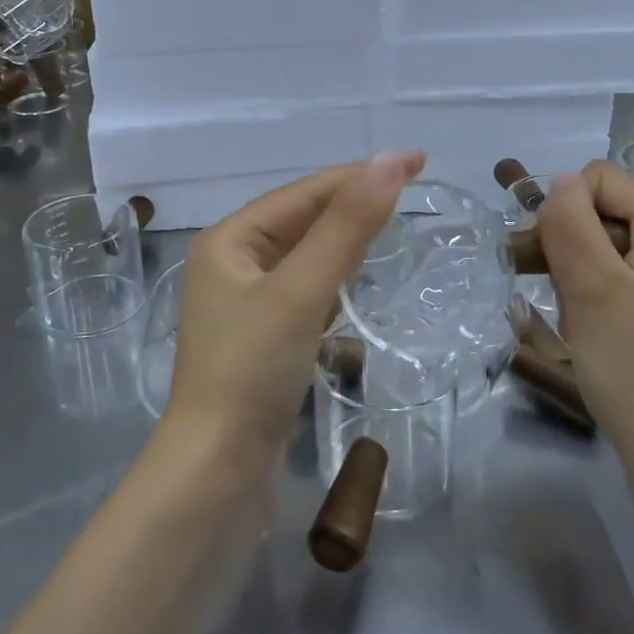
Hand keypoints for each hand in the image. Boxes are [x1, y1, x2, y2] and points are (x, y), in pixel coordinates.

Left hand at [167, 151, 425, 469]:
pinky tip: (361, 281)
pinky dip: (336, 279)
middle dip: (354, 203)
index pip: (304, 193)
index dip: (360, 174)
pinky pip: (306, 291)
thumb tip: (388, 161)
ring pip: (306, 256)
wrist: (217, 472)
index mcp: (229, 240)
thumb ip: (346, 227)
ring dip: (346, 238)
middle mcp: (232, 263)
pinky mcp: (263, 338)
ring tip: (395, 224)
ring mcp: (246, 303)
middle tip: (414, 188)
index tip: (417, 161)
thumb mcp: (300, 291)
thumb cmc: (252, 370)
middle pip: (303, 220)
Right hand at [536, 161, 633, 492]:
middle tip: (533, 281)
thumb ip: (572, 225)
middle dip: (563, 239)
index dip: (564, 204)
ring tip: (558, 314)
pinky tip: (575, 330)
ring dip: (569, 272)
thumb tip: (559, 180)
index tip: (539, 250)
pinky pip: (614, 287)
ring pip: (603, 252)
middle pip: (604, 213)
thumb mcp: (594, 291)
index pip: (603, 179)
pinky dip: (586, 298)